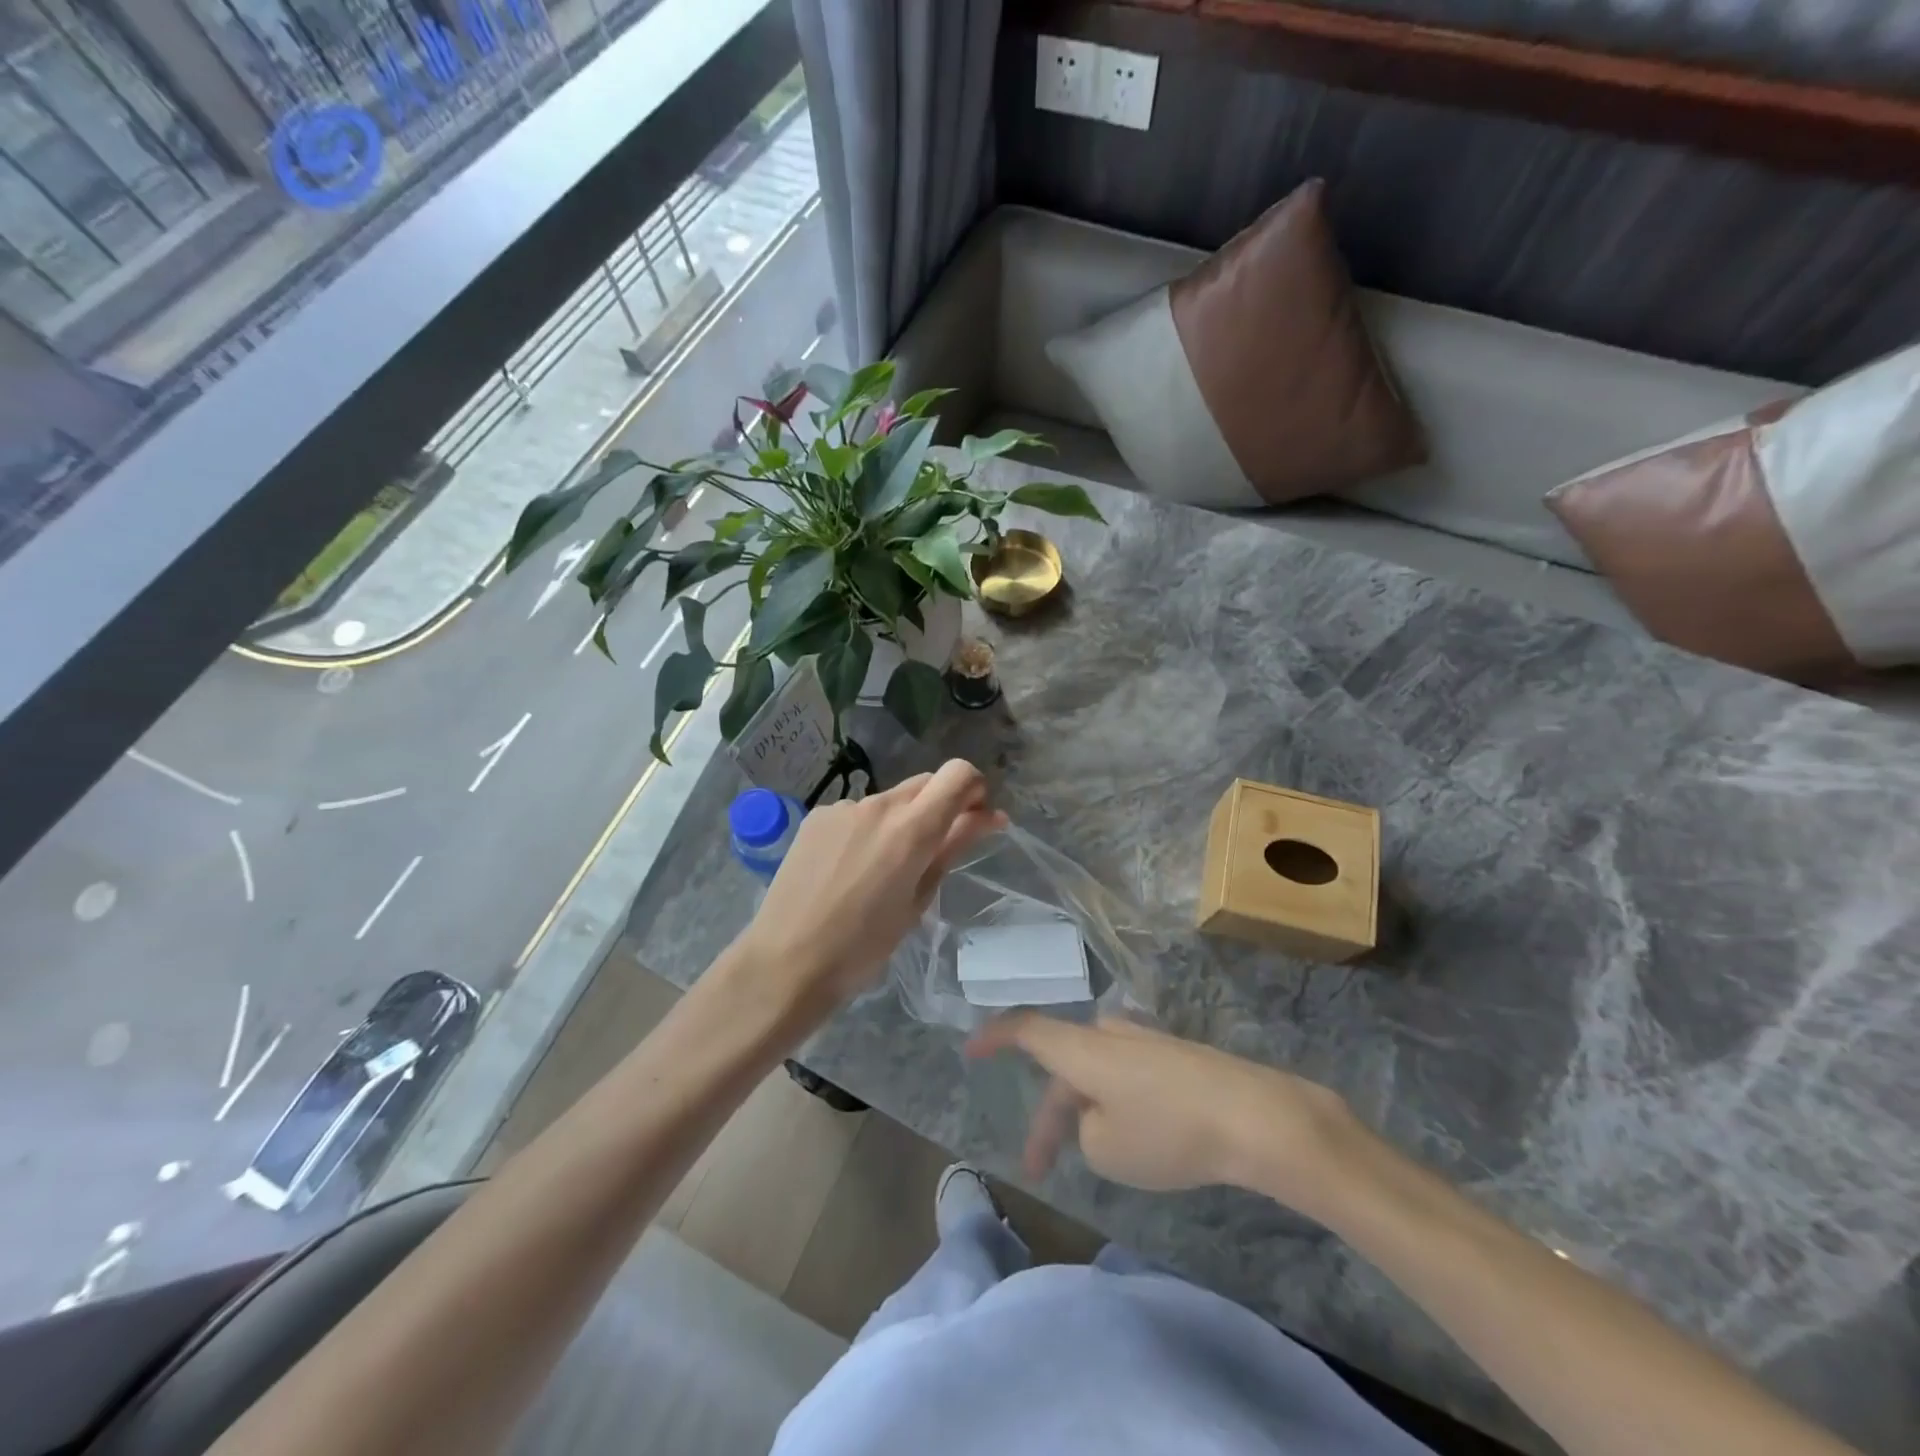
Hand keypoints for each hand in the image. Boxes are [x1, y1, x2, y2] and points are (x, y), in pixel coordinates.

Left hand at [735, 760, 1006, 1009]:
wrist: (786, 960)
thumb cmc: (864, 945)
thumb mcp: (918, 900)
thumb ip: (953, 847)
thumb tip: (991, 816)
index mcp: (912, 828)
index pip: (958, 774)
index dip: (974, 790)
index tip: (973, 821)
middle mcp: (879, 805)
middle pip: (926, 782)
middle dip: (941, 806)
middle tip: (935, 850)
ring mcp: (843, 807)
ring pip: (891, 799)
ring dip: (902, 820)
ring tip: (883, 870)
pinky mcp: (817, 816)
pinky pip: (858, 812)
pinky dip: (868, 830)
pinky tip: (850, 869)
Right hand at [967, 1014, 1360, 1214]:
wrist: (1254, 1116)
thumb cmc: (1168, 1131)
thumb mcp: (1106, 1149)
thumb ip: (1085, 1130)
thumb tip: (1099, 1114)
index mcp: (1081, 1049)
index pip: (1025, 1030)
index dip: (994, 1037)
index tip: (970, 1050)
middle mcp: (1108, 1035)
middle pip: (1062, 1065)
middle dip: (1050, 1115)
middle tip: (1040, 1165)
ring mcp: (1145, 1042)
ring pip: (1096, 1072)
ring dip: (1085, 1111)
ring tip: (1094, 1156)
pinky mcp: (1176, 1057)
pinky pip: (1128, 1075)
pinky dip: (1117, 1104)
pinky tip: (1138, 1137)